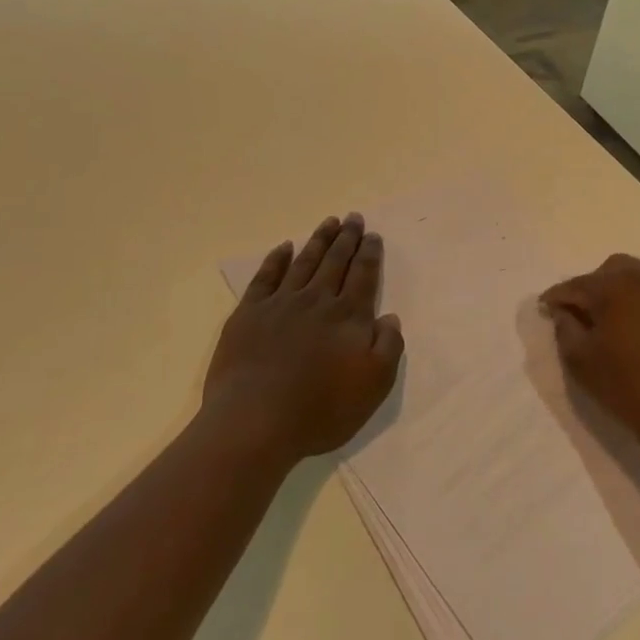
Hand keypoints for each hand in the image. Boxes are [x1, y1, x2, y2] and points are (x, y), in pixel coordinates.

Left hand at [203, 214, 403, 464]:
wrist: (255, 422)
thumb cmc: (321, 409)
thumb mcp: (374, 385)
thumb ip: (389, 346)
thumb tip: (390, 317)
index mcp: (349, 316)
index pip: (364, 275)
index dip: (370, 253)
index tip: (373, 235)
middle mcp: (317, 300)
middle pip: (336, 261)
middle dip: (347, 238)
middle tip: (353, 218)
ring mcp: (281, 304)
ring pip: (305, 262)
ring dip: (319, 240)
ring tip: (329, 222)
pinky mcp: (249, 314)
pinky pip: (266, 277)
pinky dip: (277, 259)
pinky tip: (284, 247)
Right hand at [540, 254, 639, 463]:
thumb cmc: (628, 386)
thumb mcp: (582, 360)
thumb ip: (564, 328)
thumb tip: (563, 311)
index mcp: (616, 284)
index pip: (576, 285)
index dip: (556, 298)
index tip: (542, 309)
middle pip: (605, 273)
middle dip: (587, 290)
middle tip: (573, 316)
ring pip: (630, 278)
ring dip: (611, 293)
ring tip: (599, 322)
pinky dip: (632, 301)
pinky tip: (624, 326)